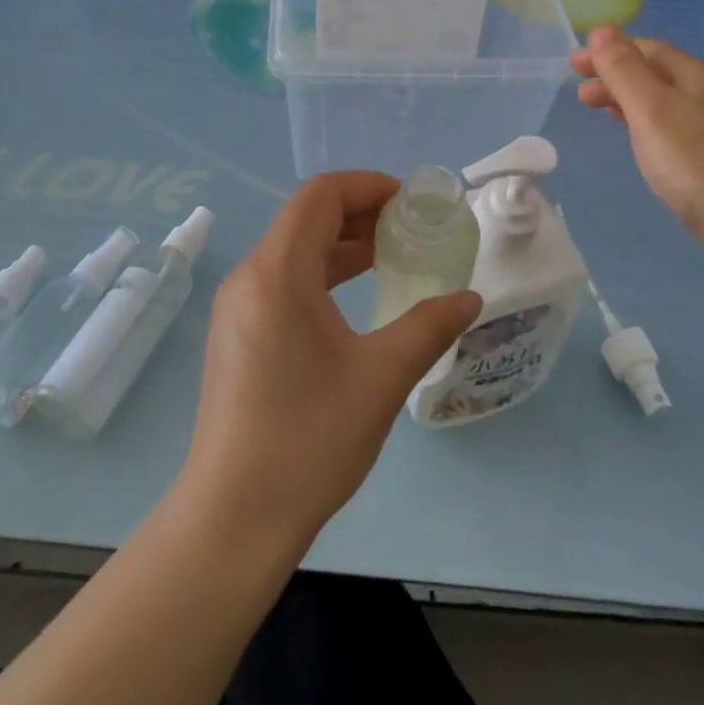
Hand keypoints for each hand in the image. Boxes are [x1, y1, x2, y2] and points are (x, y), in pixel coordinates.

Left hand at [181, 173, 481, 554]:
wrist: (234, 519)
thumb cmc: (310, 439)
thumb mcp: (382, 377)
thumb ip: (429, 326)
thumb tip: (469, 299)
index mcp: (278, 272)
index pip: (320, 195)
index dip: (367, 186)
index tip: (411, 202)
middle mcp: (250, 277)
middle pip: (305, 217)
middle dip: (359, 212)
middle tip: (410, 227)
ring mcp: (238, 307)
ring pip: (293, 249)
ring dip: (341, 243)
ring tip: (391, 254)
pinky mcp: (237, 334)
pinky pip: (282, 279)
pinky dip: (321, 272)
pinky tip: (353, 296)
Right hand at [572, 25, 703, 280]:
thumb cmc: (698, 164)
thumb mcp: (651, 109)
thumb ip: (624, 69)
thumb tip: (602, 29)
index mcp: (698, 78)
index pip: (649, 49)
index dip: (610, 51)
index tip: (574, 64)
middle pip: (659, 75)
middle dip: (617, 77)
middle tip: (580, 93)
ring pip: (667, 104)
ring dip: (630, 102)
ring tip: (601, 113)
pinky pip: (676, 131)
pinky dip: (648, 126)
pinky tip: (643, 144)